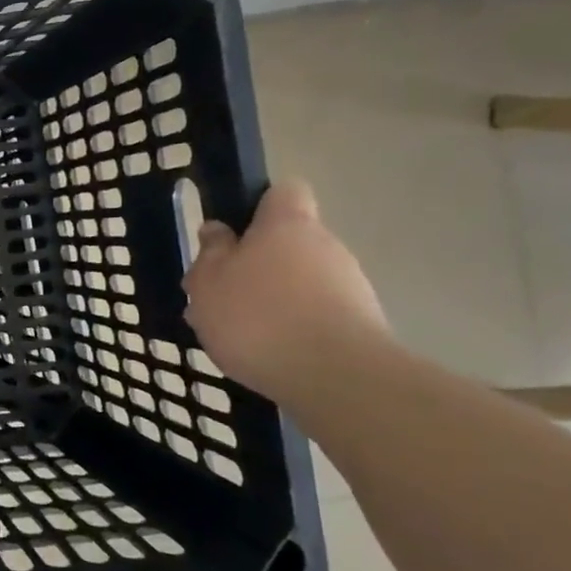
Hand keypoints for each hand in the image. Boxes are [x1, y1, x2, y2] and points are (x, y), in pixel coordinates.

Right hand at [182, 181, 389, 398]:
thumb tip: (218, 230)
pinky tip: (267, 353)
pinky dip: (292, 327)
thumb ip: (211, 252)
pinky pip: (315, 314)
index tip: (233, 231)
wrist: (336, 378)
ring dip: (272, 299)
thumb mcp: (208, 282)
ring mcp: (350, 286)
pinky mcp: (361, 325)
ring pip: (300, 281)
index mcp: (287, 225)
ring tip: (237, 333)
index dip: (258, 204)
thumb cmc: (258, 317)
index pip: (283, 192)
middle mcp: (325, 246)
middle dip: (255, 264)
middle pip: (288, 242)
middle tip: (220, 294)